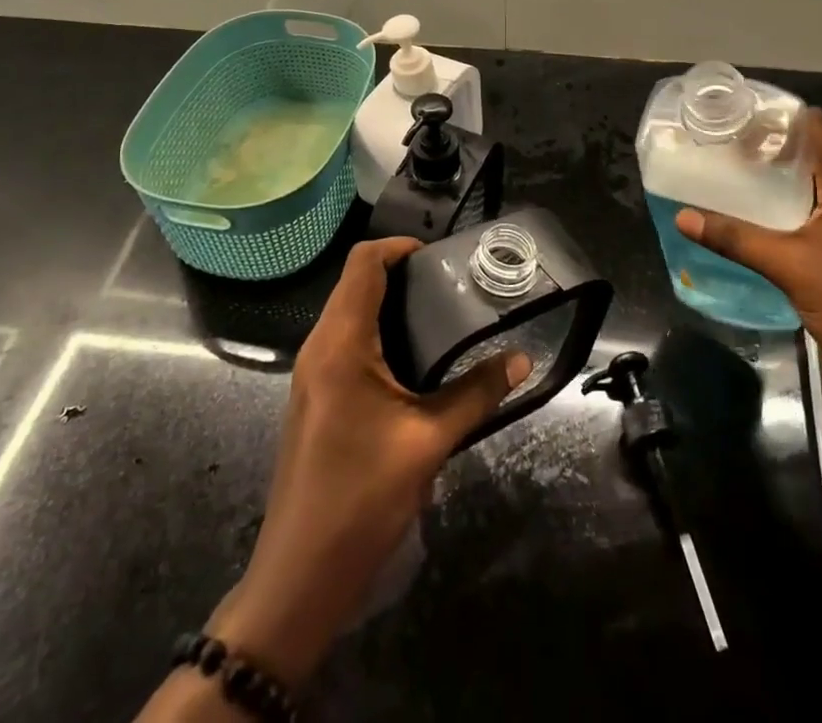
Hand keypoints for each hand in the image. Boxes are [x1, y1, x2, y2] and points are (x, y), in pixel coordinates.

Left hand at [208, 238, 530, 685]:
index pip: (362, 263)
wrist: (300, 575)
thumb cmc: (361, 497)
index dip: (399, 246)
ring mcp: (313, 373)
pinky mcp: (316, 396)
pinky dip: (379, 333)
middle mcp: (319, 346)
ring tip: (441, 316)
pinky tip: (415, 360)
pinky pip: (346, 342)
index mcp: (340, 342)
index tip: (440, 256)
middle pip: (355, 283)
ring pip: (349, 312)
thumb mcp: (428, 441)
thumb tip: (521, 359)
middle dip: (401, 273)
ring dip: (390, 304)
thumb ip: (476, 393)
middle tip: (451, 285)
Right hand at [675, 109, 821, 406]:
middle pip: (809, 155)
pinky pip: (805, 215)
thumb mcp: (790, 267)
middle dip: (767, 146)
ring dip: (771, 179)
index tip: (738, 112)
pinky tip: (747, 216)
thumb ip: (736, 239)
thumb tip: (683, 216)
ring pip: (806, 187)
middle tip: (720, 142)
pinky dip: (777, 208)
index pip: (818, 130)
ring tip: (726, 172)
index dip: (781, 115)